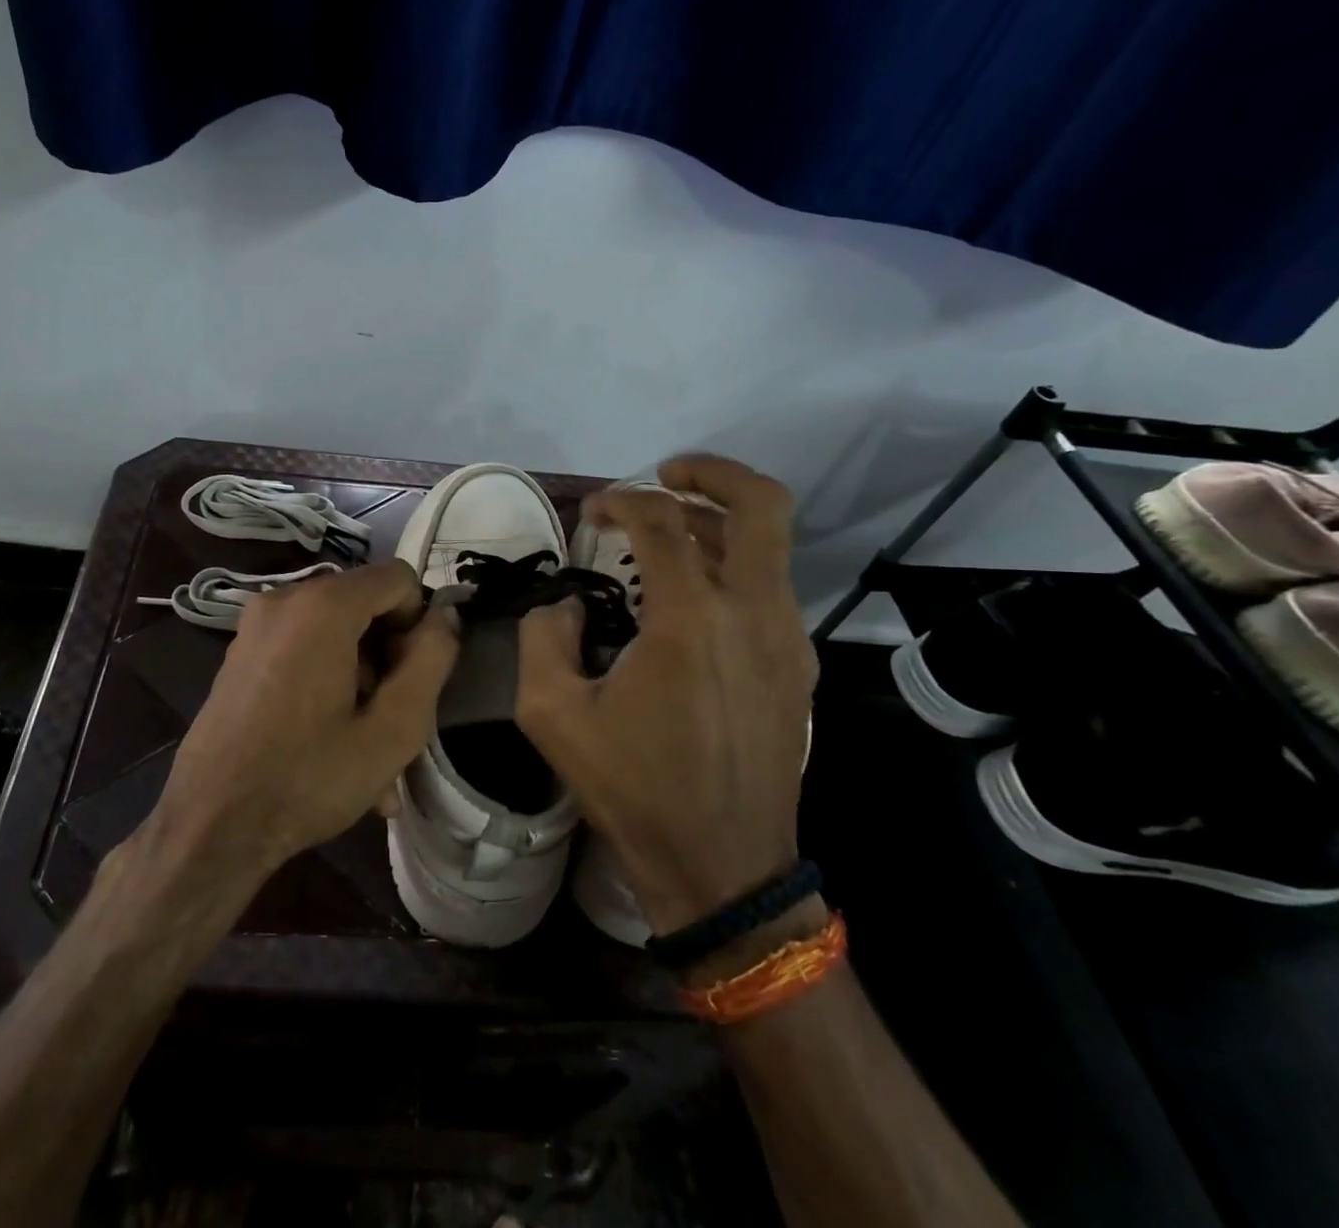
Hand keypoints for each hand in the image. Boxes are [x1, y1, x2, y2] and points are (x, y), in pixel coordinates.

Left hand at [150, 561, 459, 877]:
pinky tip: (334, 744)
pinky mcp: (242, 653)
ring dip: (362, 680)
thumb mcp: (393, 728)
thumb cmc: (308, 778)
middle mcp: (284, 599)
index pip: (399, 578)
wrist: (209, 826)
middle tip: (393, 720)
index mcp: (322, 606)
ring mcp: (256, 626)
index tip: (411, 679)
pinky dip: (329, 683)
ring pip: (336, 633)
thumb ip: (431, 659)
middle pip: (365, 605)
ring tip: (368, 749)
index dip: (418, 623)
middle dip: (389, 656)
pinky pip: (305, 650)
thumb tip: (444, 615)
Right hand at [514, 455, 815, 934]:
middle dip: (711, 473)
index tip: (592, 513)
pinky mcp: (797, 666)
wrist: (723, 866)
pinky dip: (736, 566)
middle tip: (666, 475)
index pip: (662, 522)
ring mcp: (786, 638)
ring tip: (671, 535)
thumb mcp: (551, 715)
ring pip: (771, 543)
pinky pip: (772, 587)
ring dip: (720, 521)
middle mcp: (752, 613)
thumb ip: (541, 640)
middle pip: (760, 504)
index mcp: (691, 620)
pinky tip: (695, 598)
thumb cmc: (634, 789)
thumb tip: (564, 606)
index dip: (621, 501)